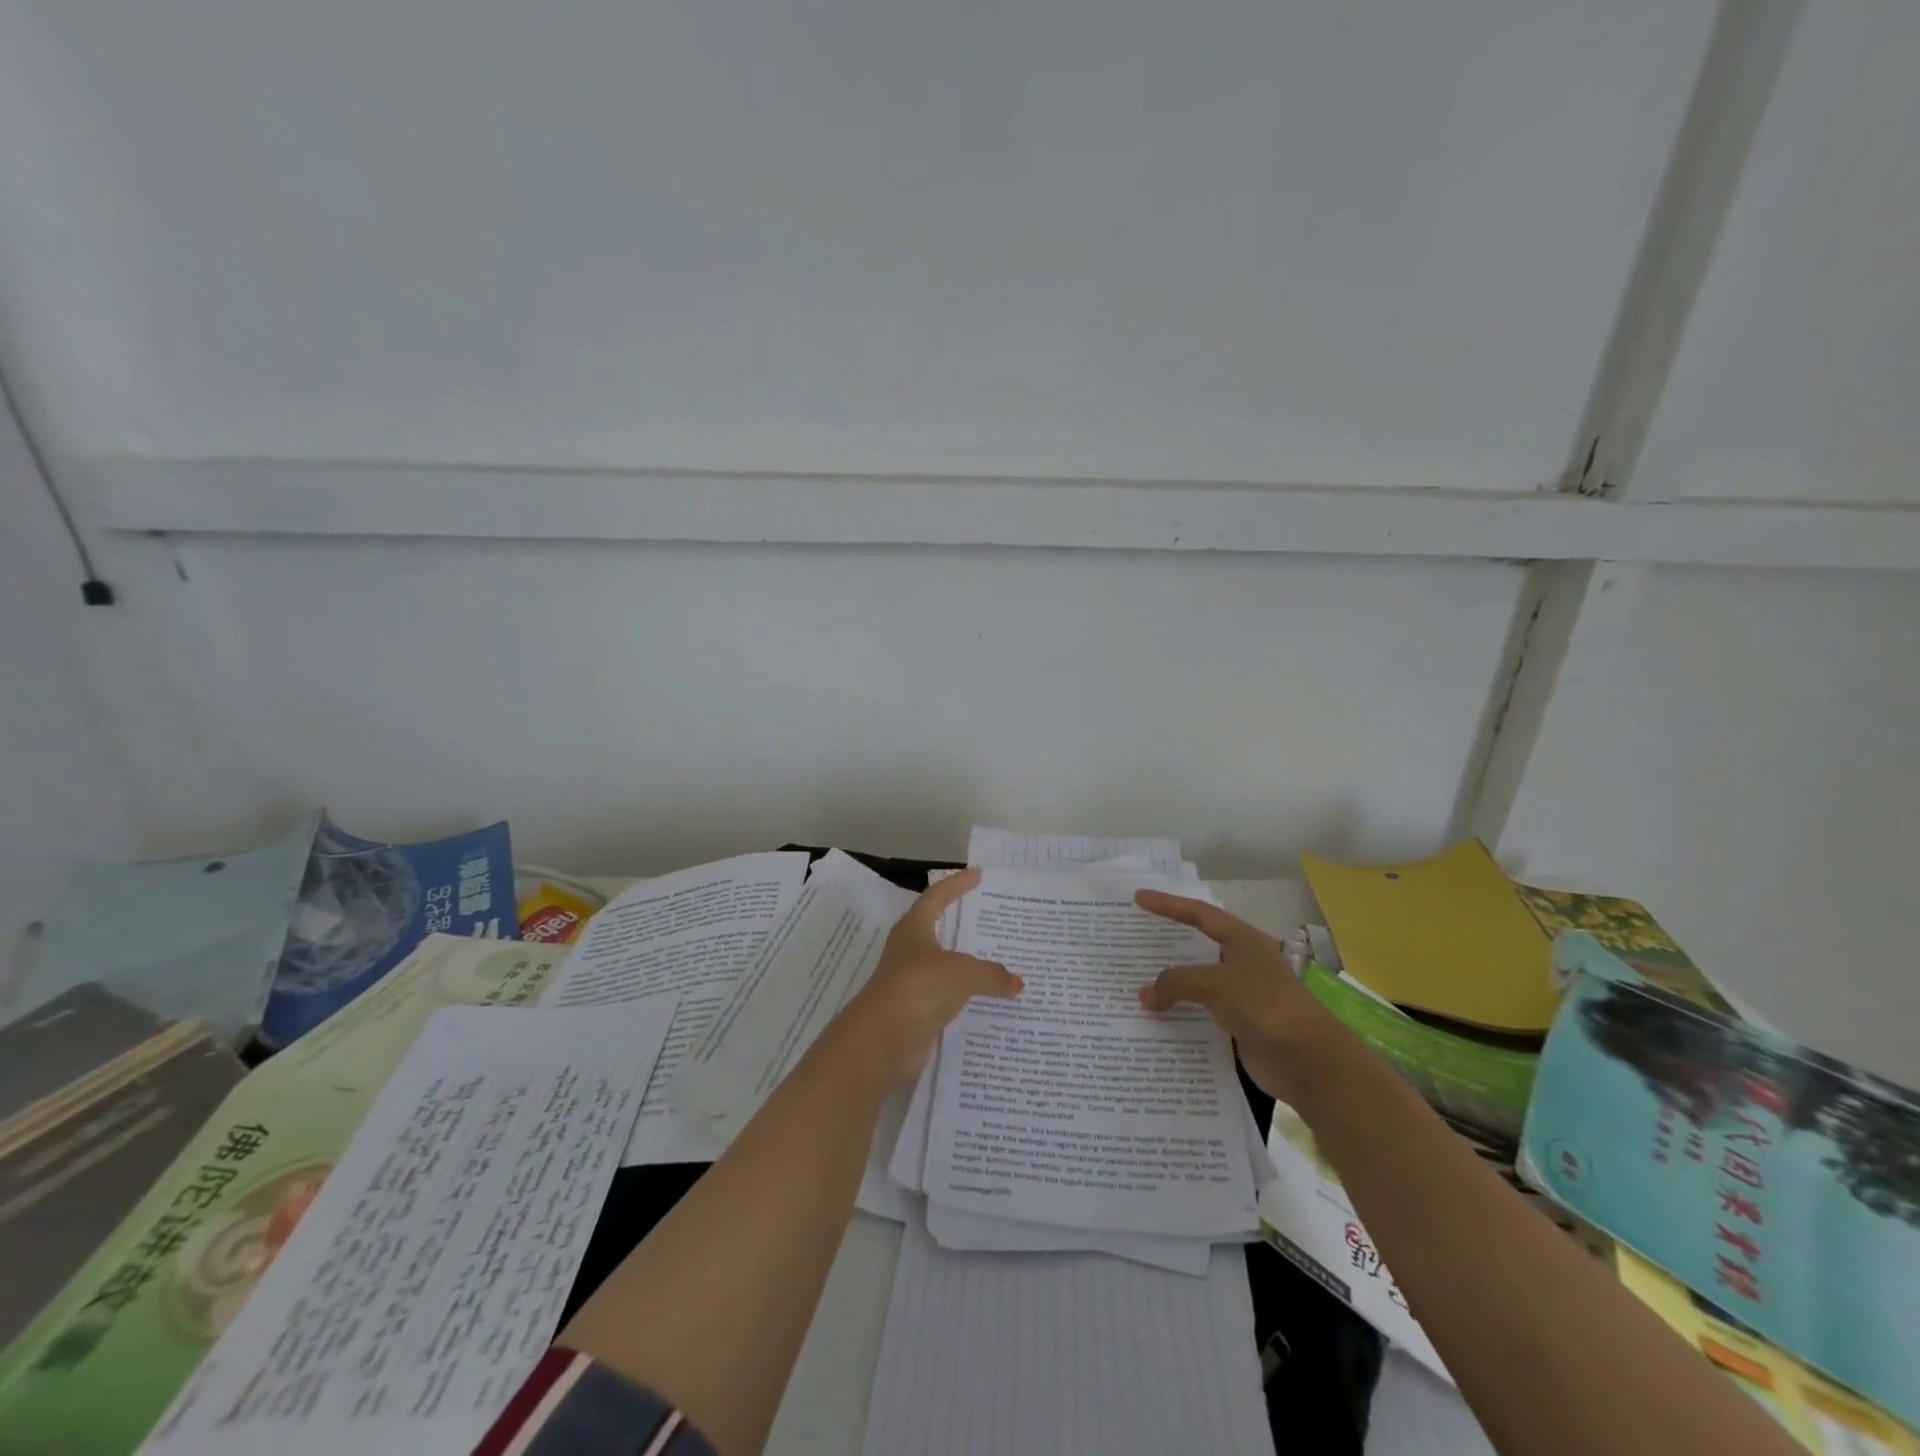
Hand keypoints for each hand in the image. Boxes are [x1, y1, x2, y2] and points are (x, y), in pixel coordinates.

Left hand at [840, 868, 1022, 1082]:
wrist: (884, 1038)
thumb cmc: (921, 986)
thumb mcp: (964, 973)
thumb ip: (991, 974)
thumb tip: (1016, 982)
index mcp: (914, 928)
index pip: (937, 897)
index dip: (956, 884)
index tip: (976, 874)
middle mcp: (908, 951)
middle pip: (936, 929)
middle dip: (959, 923)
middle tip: (988, 918)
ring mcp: (908, 982)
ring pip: (941, 966)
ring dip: (963, 964)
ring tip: (994, 961)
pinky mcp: (913, 1012)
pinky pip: (944, 996)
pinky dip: (963, 995)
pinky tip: (983, 999)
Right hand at [1133, 889, 1338, 1104]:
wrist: (1308, 1061)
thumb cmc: (1264, 1005)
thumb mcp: (1215, 984)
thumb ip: (1176, 983)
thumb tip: (1145, 995)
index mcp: (1243, 940)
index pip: (1200, 914)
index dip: (1168, 904)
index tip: (1139, 898)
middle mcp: (1242, 962)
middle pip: (1198, 946)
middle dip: (1168, 944)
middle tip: (1135, 939)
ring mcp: (1242, 994)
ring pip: (1197, 982)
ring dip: (1171, 983)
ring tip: (1137, 981)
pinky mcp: (1239, 1024)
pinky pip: (1201, 1011)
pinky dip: (1180, 1012)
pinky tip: (1158, 1017)